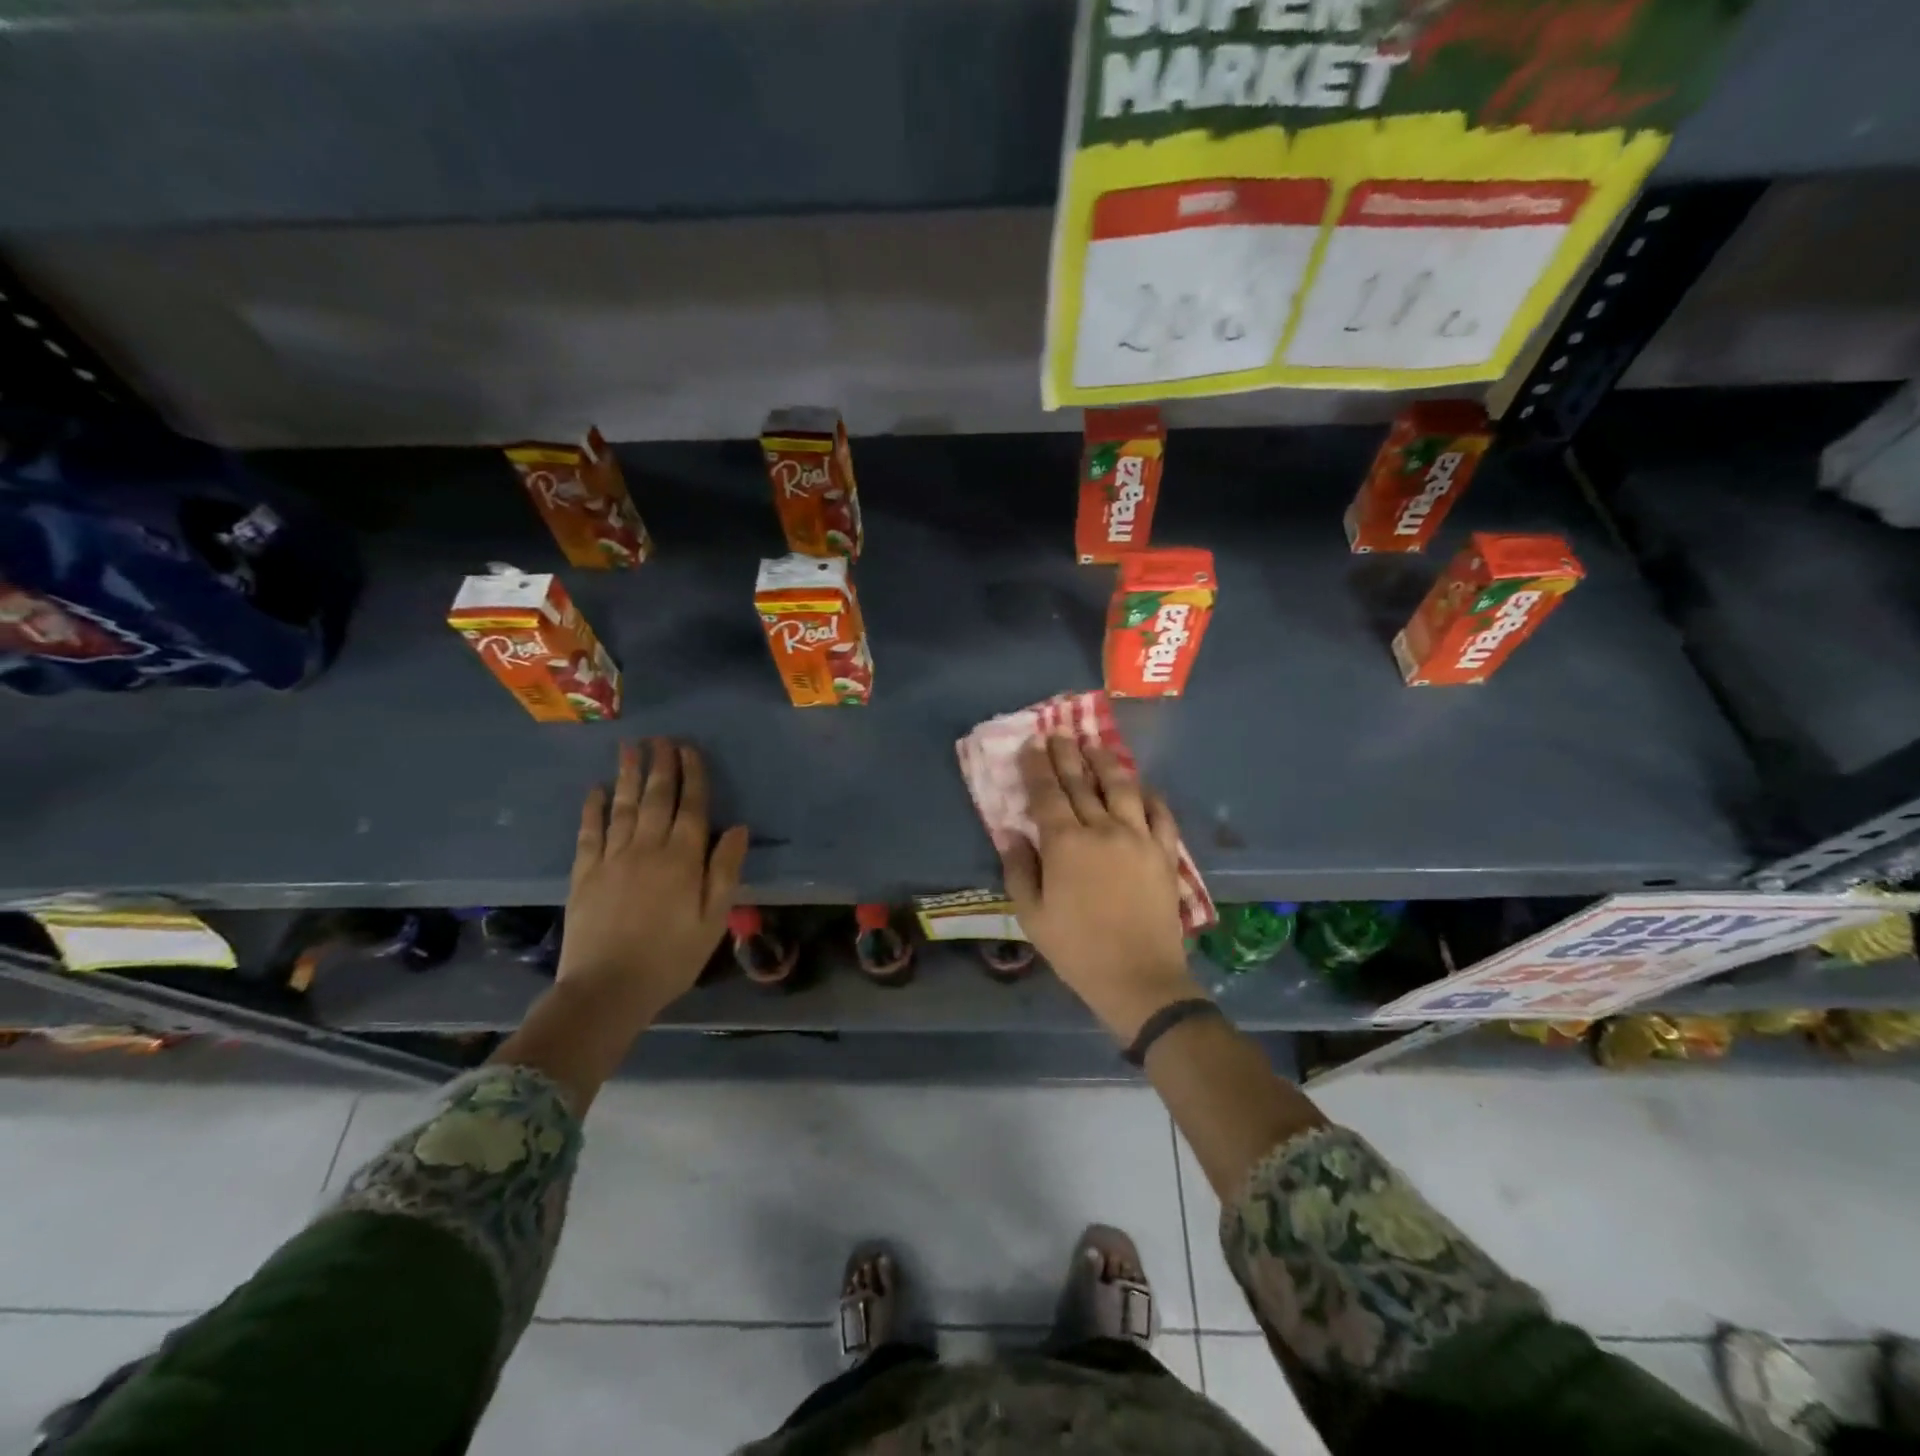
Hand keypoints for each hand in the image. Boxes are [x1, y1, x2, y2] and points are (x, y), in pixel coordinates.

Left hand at [556, 738, 749, 1029]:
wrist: (607, 989)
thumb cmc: (671, 957)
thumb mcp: (713, 920)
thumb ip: (725, 871)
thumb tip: (738, 829)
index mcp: (682, 859)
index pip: (691, 806)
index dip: (692, 776)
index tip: (689, 750)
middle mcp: (647, 848)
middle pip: (656, 798)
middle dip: (660, 765)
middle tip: (660, 739)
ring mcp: (612, 858)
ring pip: (623, 807)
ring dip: (628, 775)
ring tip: (630, 748)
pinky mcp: (584, 874)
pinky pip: (589, 832)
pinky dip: (593, 808)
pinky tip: (595, 790)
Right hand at [999, 737, 1203, 1043]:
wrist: (1139, 977)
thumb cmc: (1077, 949)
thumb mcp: (1032, 915)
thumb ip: (1019, 870)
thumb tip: (1011, 832)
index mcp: (1065, 844)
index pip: (1047, 794)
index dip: (1037, 767)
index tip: (1032, 744)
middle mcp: (1103, 829)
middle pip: (1082, 782)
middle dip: (1067, 755)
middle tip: (1058, 734)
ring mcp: (1139, 837)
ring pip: (1122, 787)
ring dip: (1106, 762)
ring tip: (1094, 746)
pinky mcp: (1165, 852)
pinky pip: (1160, 813)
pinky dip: (1149, 795)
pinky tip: (1141, 786)